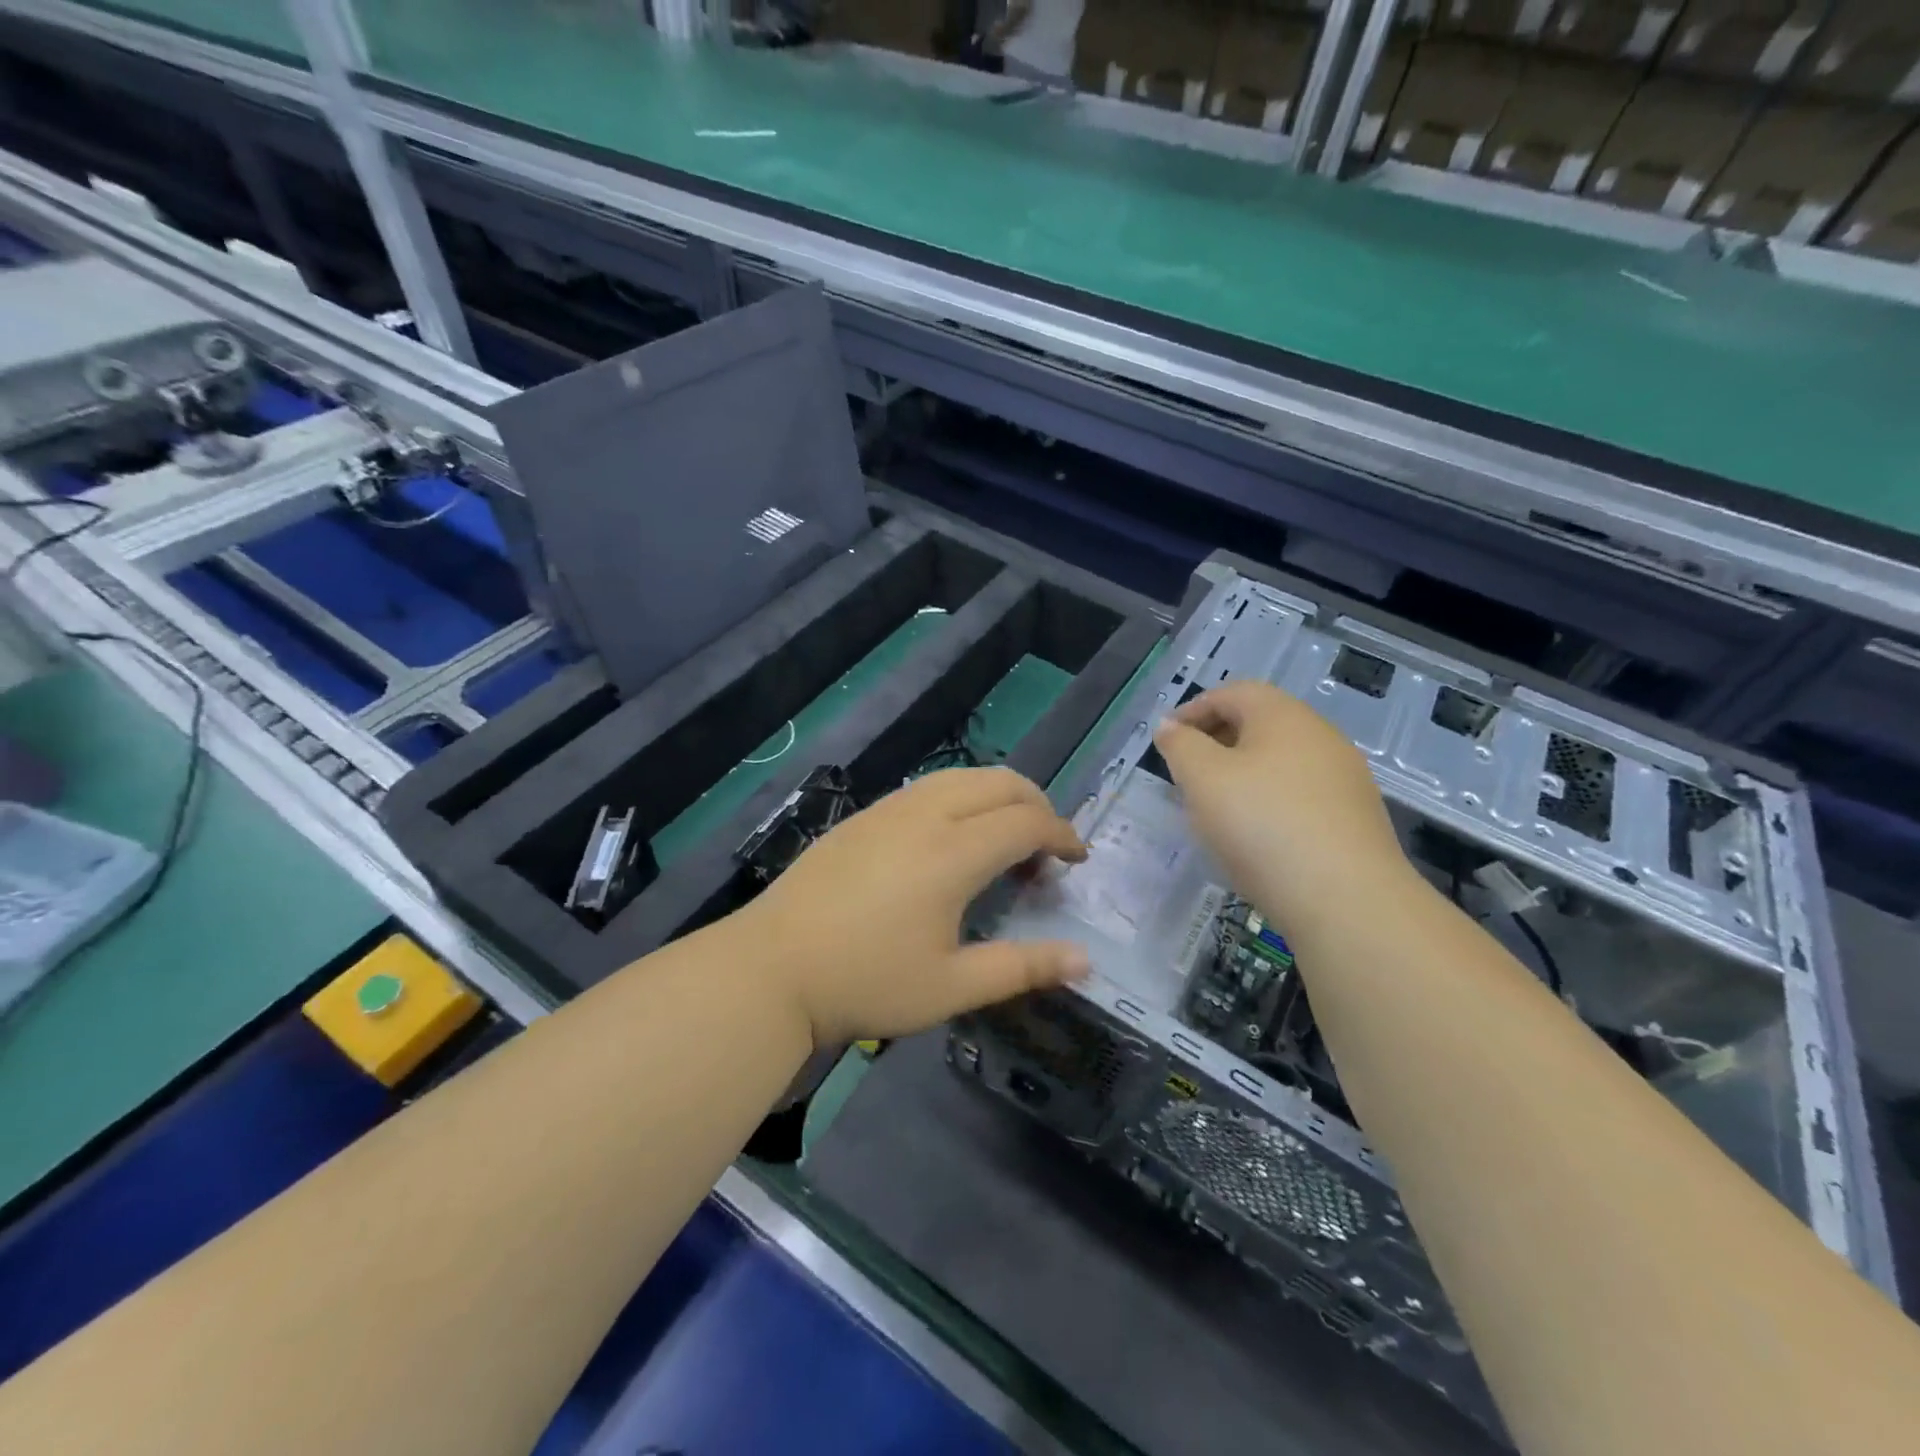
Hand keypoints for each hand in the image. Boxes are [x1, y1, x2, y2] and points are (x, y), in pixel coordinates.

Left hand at [740, 767, 1089, 1046]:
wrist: (772, 968)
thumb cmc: (866, 982)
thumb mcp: (951, 987)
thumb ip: (1022, 967)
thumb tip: (1084, 959)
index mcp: (953, 852)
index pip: (1026, 822)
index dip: (1062, 835)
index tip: (1076, 860)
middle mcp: (925, 815)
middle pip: (1000, 783)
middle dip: (1037, 805)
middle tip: (1047, 847)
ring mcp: (889, 808)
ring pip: (962, 777)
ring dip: (997, 797)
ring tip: (1005, 838)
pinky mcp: (863, 815)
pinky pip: (929, 787)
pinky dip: (961, 798)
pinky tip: (951, 839)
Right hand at [1152, 681, 1409, 929]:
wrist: (1346, 898)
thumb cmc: (1261, 824)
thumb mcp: (1202, 778)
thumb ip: (1180, 745)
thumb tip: (1171, 727)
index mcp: (1282, 715)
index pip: (1231, 693)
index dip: (1192, 710)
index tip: (1166, 739)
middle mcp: (1320, 735)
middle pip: (1260, 723)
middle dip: (1217, 740)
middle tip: (1186, 771)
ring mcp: (1344, 776)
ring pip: (1281, 760)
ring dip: (1243, 772)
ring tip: (1216, 806)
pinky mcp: (1355, 816)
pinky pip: (1300, 792)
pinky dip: (1270, 800)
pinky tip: (1257, 834)